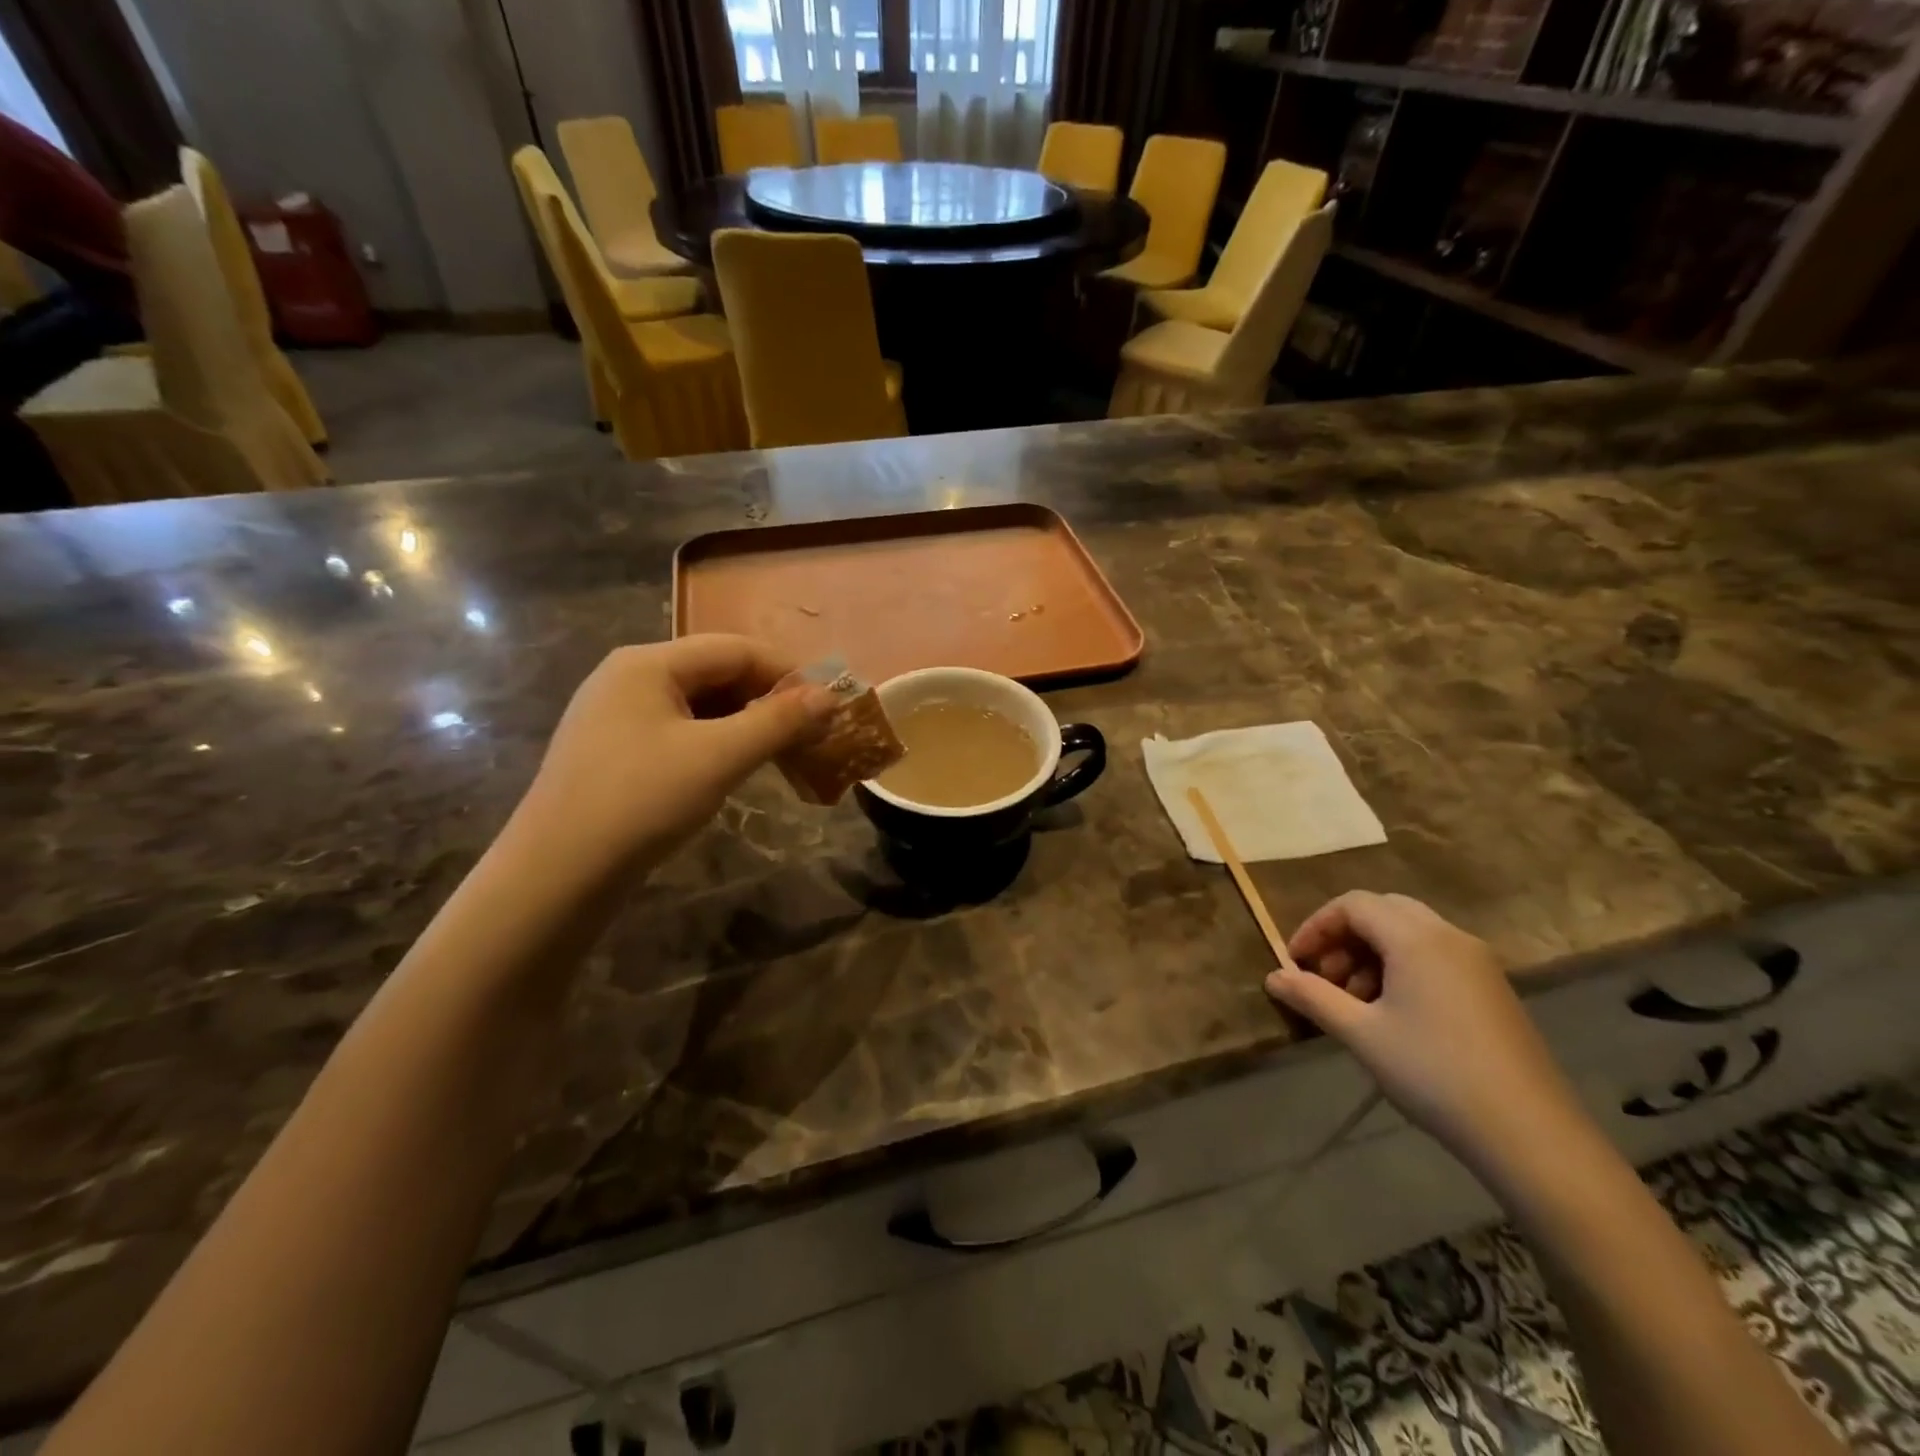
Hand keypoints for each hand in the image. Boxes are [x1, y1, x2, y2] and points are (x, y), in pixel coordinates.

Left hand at [518, 636, 834, 871]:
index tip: (828, 704)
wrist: (556, 875)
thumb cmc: (641, 802)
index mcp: (649, 663)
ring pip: (699, 705)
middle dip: (768, 700)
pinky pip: (680, 731)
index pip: (735, 649)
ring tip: (782, 753)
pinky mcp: (614, 750)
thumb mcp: (719, 757)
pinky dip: (717, 743)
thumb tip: (830, 696)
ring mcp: (617, 714)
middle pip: (716, 673)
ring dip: (746, 724)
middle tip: (810, 734)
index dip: (787, 673)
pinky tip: (736, 768)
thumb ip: (778, 721)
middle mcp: (629, 677)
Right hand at [1265, 891, 1582, 1170]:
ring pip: (1410, 934)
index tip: (1295, 962)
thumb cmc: (1433, 1073)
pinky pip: (1435, 956)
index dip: (1316, 926)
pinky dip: (1402, 968)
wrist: (1531, 1134)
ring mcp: (1478, 962)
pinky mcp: (1493, 990)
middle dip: (1344, 937)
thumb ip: (1312, 997)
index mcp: (1416, 938)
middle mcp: (1449, 936)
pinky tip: (1393, 1014)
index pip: (1353, 904)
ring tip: (1354, 1001)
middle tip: (1324, 977)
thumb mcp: (1361, 1034)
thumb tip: (1273, 976)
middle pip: (1383, 911)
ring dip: (1371, 954)